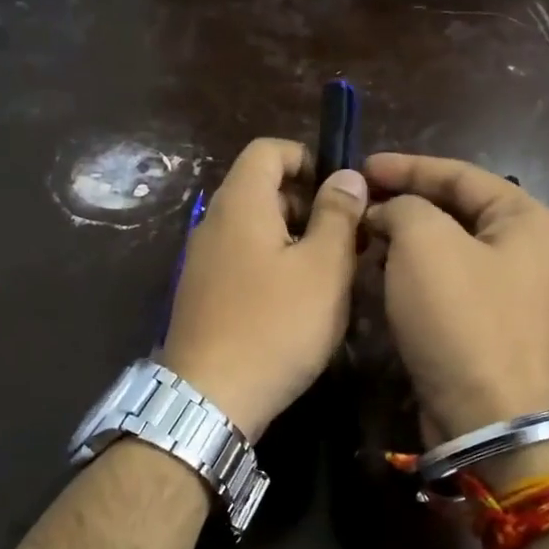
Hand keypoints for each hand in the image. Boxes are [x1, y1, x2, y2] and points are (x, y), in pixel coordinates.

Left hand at [163, 139, 367, 438]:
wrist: (210, 398)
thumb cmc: (275, 326)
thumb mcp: (323, 268)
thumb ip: (338, 215)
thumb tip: (346, 176)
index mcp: (240, 203)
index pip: (268, 150)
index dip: (308, 158)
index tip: (341, 193)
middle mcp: (213, 223)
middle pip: (261, 189)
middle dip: (308, 204)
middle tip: (346, 240)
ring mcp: (202, 261)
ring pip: (255, 230)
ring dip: (294, 240)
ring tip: (329, 275)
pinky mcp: (202, 295)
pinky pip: (242, 261)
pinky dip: (273, 266)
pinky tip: (297, 303)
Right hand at [363, 153, 548, 443]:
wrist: (486, 418)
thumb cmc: (461, 319)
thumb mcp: (425, 243)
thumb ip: (402, 208)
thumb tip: (387, 213)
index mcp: (527, 219)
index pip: (460, 175)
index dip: (407, 166)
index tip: (361, 167)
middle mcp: (526, 251)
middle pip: (453, 213)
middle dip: (401, 206)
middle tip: (354, 205)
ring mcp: (508, 294)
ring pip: (444, 252)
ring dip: (400, 243)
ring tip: (356, 239)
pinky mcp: (485, 328)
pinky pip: (442, 287)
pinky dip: (409, 278)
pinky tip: (374, 277)